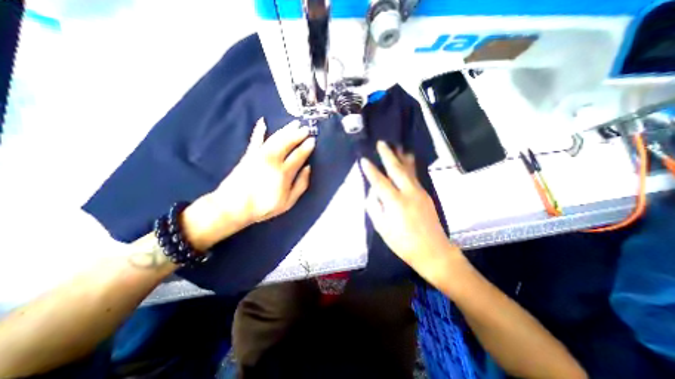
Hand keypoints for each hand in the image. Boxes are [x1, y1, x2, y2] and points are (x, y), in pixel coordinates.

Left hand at [180, 117, 314, 249]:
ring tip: (294, 123)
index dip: (306, 147)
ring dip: (286, 130)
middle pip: (287, 143)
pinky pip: (255, 140)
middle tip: (306, 128)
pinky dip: (259, 131)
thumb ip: (301, 185)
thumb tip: (308, 168)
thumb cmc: (264, 207)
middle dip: (298, 134)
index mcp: (283, 172)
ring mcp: (259, 155)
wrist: (233, 207)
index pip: (298, 156)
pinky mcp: (248, 155)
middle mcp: (272, 160)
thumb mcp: (288, 202)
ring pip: (275, 138)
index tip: (313, 140)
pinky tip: (262, 122)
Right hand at [362, 141, 460, 281]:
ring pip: (409, 170)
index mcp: (395, 202)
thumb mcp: (382, 228)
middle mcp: (408, 193)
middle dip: (388, 155)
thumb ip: (375, 208)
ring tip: (397, 145)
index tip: (364, 159)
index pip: (379, 181)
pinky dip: (409, 166)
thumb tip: (373, 193)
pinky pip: (415, 176)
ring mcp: (419, 192)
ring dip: (401, 157)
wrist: (433, 251)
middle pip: (397, 169)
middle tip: (382, 143)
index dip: (370, 170)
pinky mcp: (426, 194)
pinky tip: (408, 161)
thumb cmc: (403, 243)